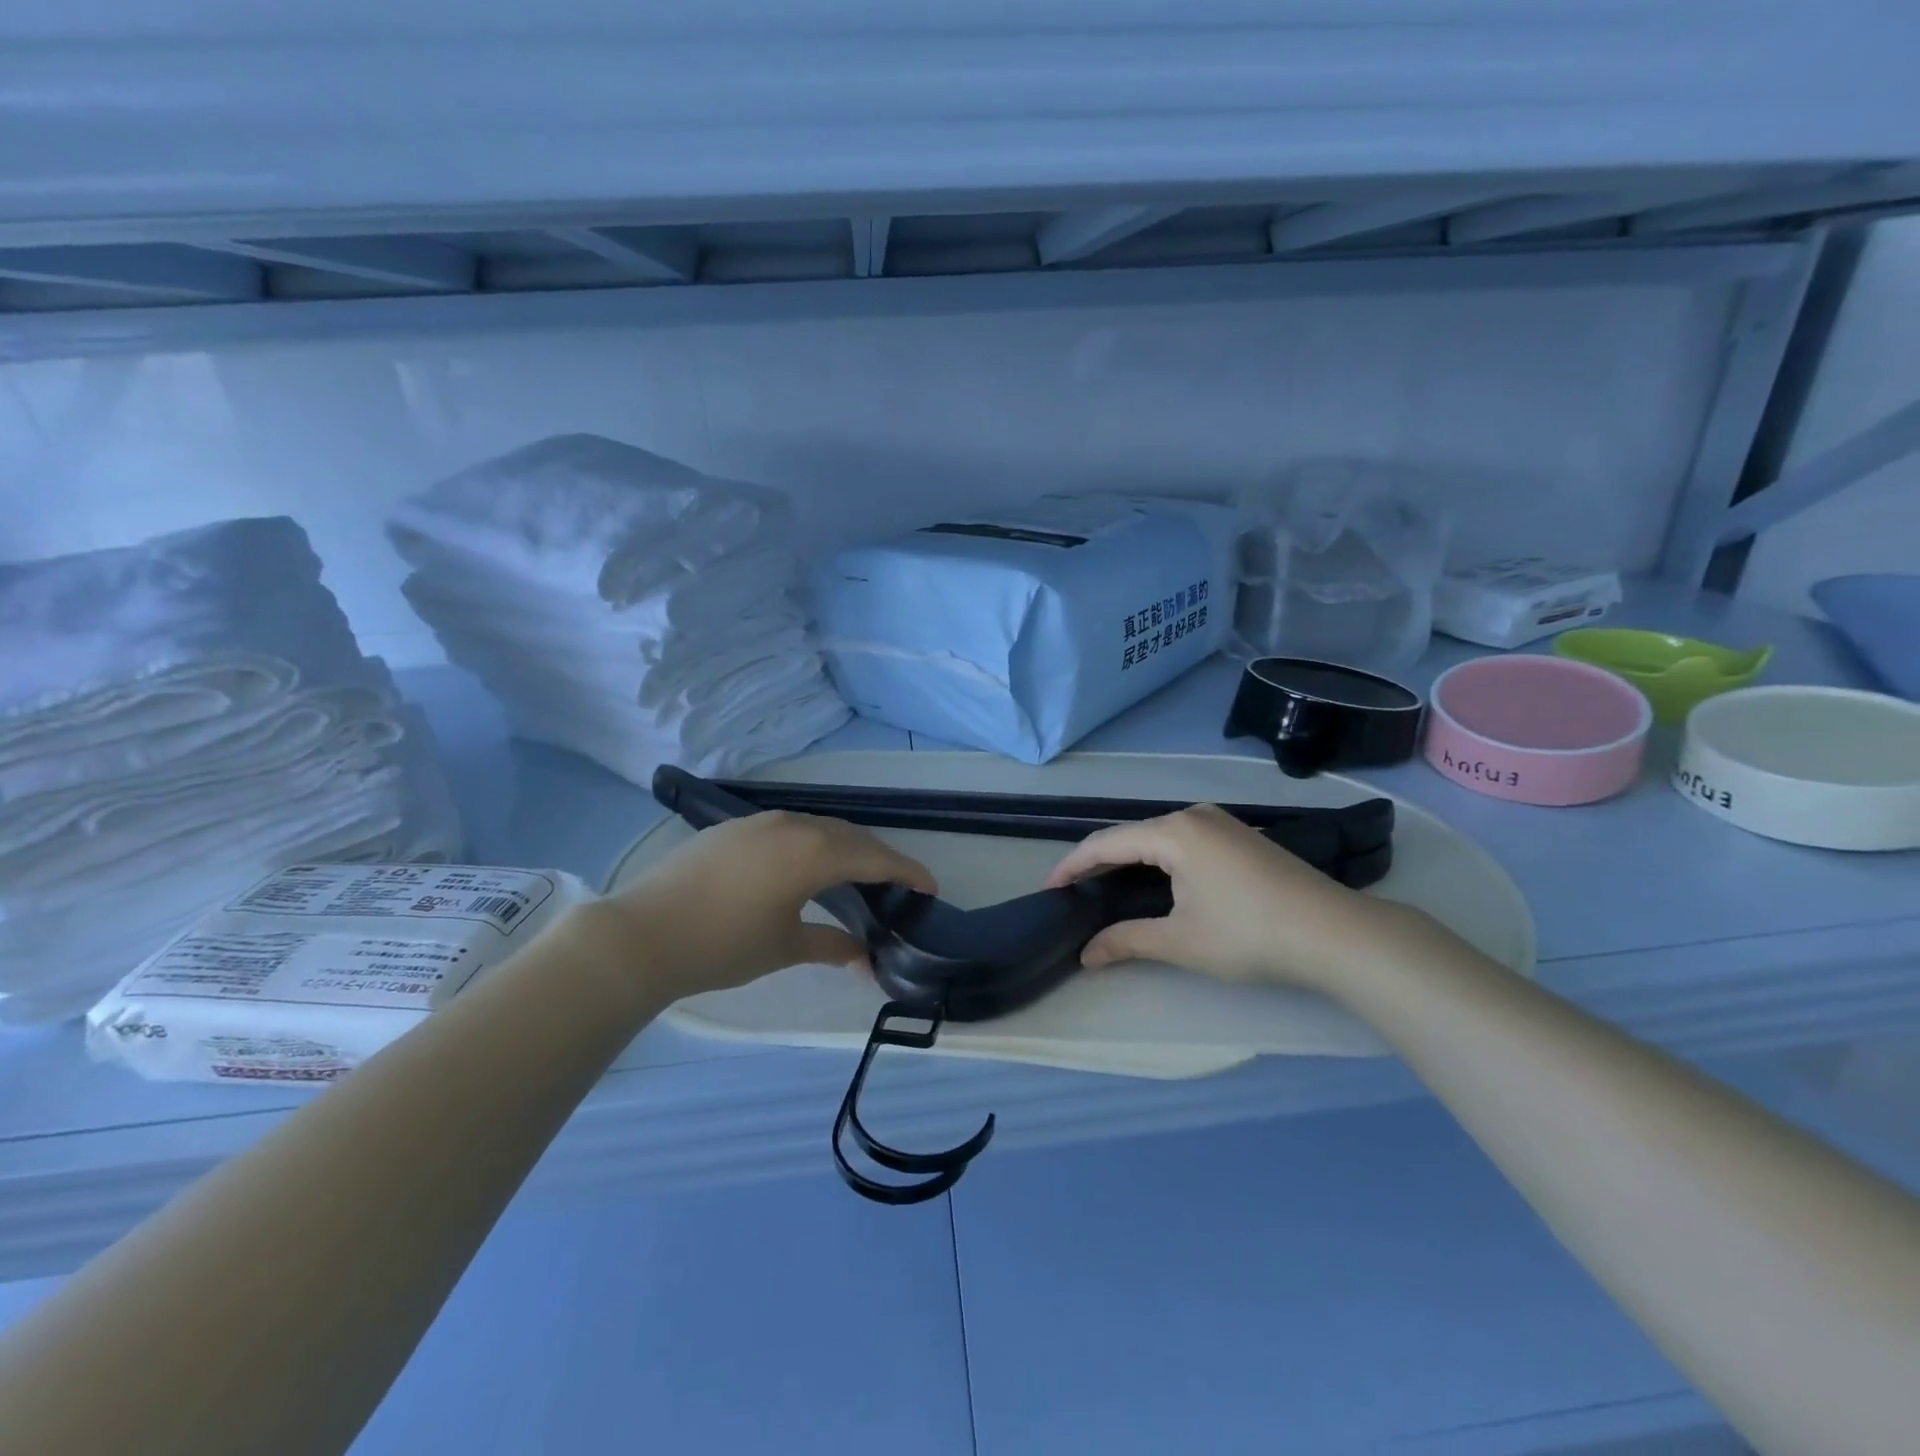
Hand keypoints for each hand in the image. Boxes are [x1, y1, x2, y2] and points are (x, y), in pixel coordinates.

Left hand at [607, 811, 936, 1001]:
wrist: (641, 934)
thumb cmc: (722, 945)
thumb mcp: (783, 947)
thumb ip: (830, 945)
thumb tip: (864, 957)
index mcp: (813, 852)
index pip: (875, 858)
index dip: (907, 871)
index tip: (930, 887)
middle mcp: (793, 825)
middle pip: (851, 836)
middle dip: (879, 857)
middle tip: (898, 883)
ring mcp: (760, 822)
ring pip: (819, 827)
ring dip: (845, 846)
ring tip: (857, 874)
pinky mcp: (734, 828)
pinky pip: (790, 828)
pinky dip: (813, 842)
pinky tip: (806, 865)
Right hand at [1044, 804, 1425, 993]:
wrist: (1337, 935)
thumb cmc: (1249, 935)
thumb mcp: (1180, 941)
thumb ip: (1126, 941)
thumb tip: (1086, 954)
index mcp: (1174, 832)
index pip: (1106, 843)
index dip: (1073, 866)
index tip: (1049, 889)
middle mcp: (1194, 816)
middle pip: (1131, 836)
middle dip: (1099, 864)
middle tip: (1074, 893)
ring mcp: (1222, 824)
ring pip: (1159, 838)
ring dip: (1130, 862)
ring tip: (1106, 889)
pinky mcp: (1242, 838)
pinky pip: (1184, 842)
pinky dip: (1159, 861)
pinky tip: (1155, 883)